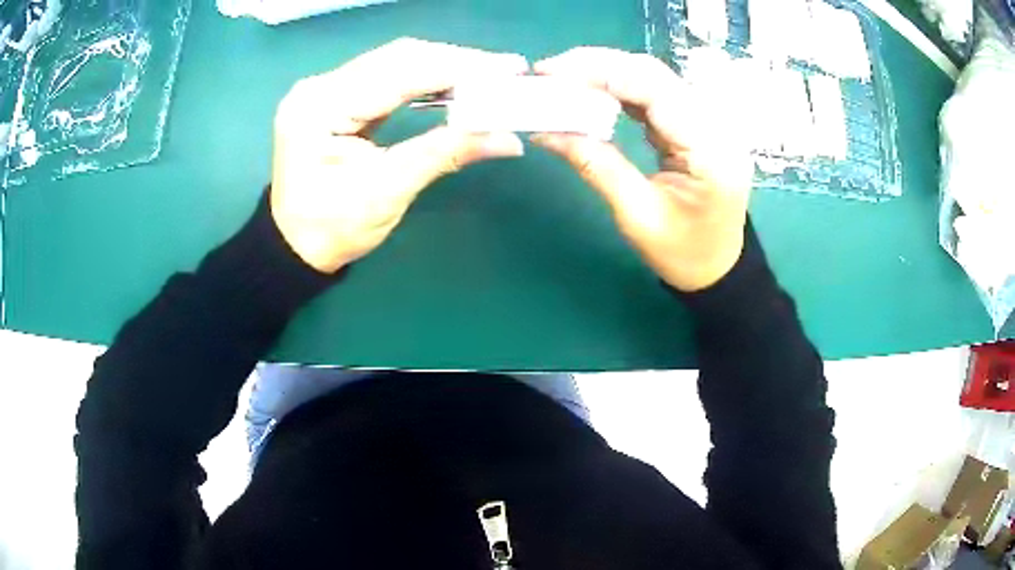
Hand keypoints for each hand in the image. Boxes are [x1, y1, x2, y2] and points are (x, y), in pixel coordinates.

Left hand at [271, 38, 527, 272]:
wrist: (295, 247)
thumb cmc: (332, 229)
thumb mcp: (388, 192)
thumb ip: (445, 153)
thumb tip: (507, 138)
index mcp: (321, 107)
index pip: (398, 71)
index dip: (457, 66)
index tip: (506, 68)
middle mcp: (320, 87)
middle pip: (397, 57)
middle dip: (455, 62)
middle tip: (504, 71)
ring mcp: (326, 90)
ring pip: (394, 62)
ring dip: (443, 67)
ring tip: (487, 75)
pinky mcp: (336, 98)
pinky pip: (387, 77)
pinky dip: (424, 79)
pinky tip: (453, 82)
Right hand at [531, 48, 753, 291]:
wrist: (718, 267)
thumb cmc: (684, 253)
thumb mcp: (638, 216)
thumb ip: (596, 166)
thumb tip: (547, 131)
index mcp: (710, 148)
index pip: (653, 87)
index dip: (600, 72)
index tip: (552, 73)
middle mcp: (715, 124)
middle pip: (653, 73)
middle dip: (598, 66)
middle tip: (549, 73)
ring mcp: (708, 121)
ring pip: (652, 78)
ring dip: (605, 73)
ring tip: (562, 79)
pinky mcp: (695, 124)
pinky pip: (654, 94)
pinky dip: (619, 90)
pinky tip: (591, 92)